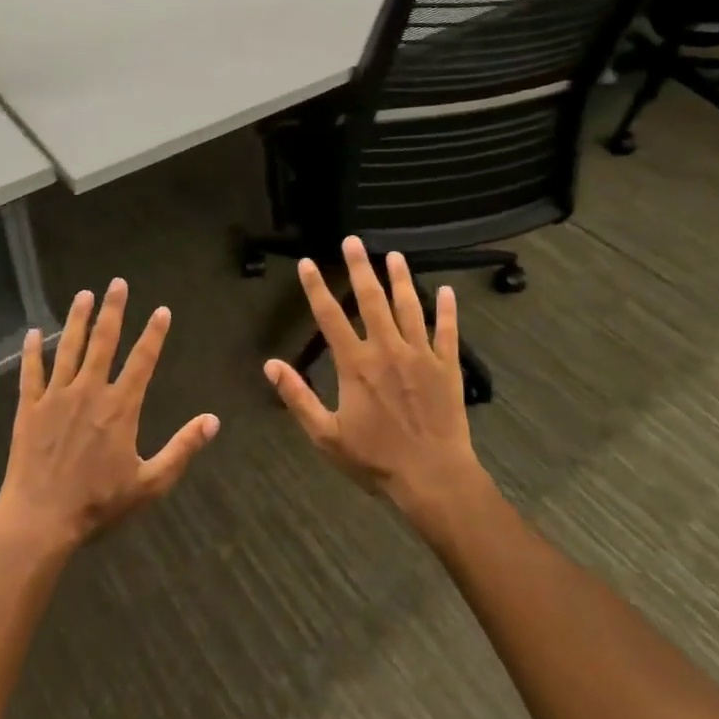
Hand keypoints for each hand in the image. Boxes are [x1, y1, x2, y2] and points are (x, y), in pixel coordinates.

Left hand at [0, 278, 218, 549]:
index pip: (142, 360)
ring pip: (69, 349)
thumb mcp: (150, 482)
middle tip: (117, 283)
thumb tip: (213, 420)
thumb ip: (182, 449)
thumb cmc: (98, 504)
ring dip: (77, 320)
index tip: (162, 309)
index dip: (154, 333)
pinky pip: (31, 373)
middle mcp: (89, 392)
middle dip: (112, 310)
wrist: (40, 520)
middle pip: (103, 342)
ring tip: (83, 294)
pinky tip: (33, 333)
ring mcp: (56, 397)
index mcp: (120, 408)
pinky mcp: (30, 409)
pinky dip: (32, 351)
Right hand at [265, 237, 488, 521]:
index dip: (316, 288)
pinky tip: (448, 291)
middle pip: (371, 300)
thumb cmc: (376, 459)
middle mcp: (387, 349)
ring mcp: (421, 355)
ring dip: (401, 279)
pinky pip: (448, 331)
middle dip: (360, 268)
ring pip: (410, 307)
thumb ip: (298, 397)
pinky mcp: (448, 366)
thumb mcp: (326, 435)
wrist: (433, 477)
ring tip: (395, 256)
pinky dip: (448, 310)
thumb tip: (270, 365)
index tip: (308, 262)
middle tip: (353, 241)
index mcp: (356, 364)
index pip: (330, 317)